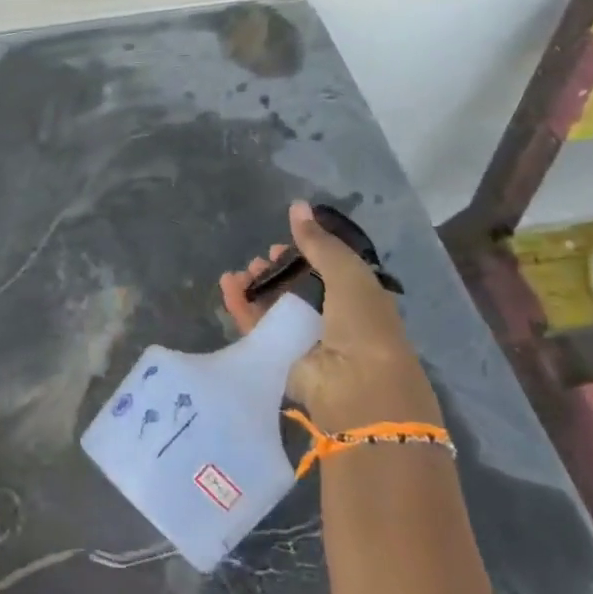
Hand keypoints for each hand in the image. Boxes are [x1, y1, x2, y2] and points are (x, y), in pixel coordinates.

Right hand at [219, 201, 439, 427]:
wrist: (358, 388)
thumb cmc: (363, 325)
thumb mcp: (348, 273)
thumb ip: (319, 242)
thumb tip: (297, 205)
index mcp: (358, 300)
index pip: (327, 272)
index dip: (306, 254)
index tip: (284, 241)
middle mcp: (332, 321)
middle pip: (297, 290)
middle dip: (277, 271)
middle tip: (261, 259)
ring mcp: (304, 341)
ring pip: (273, 308)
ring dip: (257, 287)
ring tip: (242, 271)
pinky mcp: (279, 358)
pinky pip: (256, 327)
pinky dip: (241, 306)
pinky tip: (228, 284)